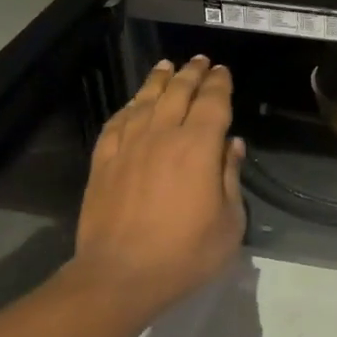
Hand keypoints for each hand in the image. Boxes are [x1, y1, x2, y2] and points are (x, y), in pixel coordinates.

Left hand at [65, 56, 245, 324]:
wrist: (119, 275)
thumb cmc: (184, 254)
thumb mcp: (228, 223)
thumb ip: (230, 177)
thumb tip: (232, 144)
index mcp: (198, 147)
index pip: (212, 102)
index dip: (219, 83)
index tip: (223, 71)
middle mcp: (162, 135)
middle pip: (178, 92)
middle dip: (192, 73)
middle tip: (200, 61)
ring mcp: (128, 146)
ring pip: (145, 100)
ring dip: (159, 80)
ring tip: (167, 66)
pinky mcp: (103, 161)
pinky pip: (117, 123)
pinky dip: (128, 108)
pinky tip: (132, 104)